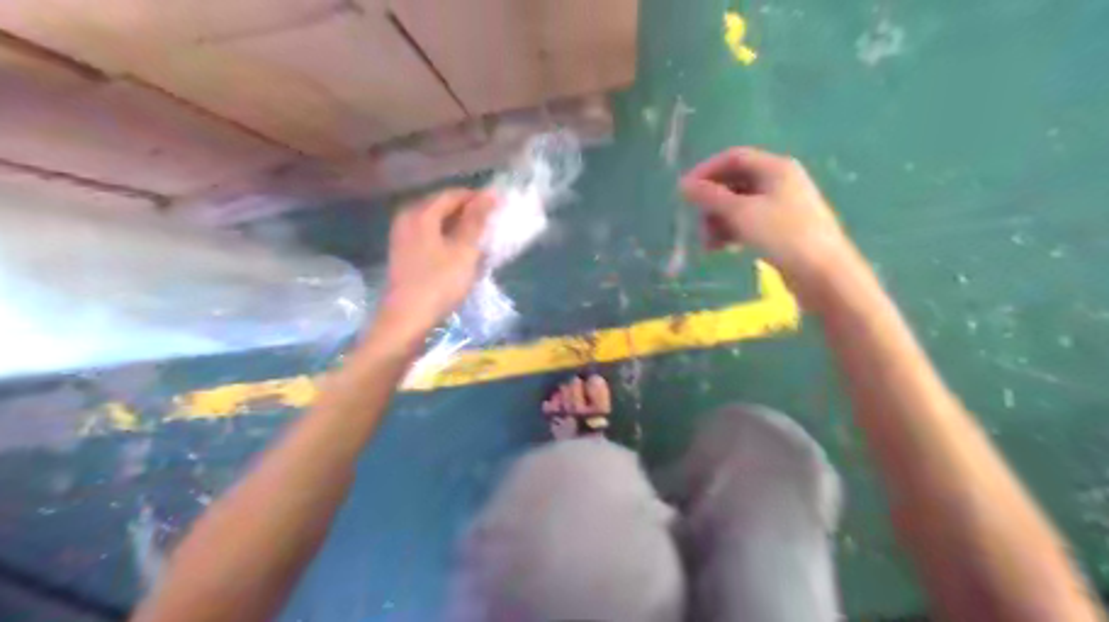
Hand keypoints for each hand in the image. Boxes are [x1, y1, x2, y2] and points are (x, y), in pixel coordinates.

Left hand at [376, 188, 493, 339]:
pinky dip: (447, 239)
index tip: (500, 208)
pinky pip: (429, 237)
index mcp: (421, 213)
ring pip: (436, 223)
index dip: (478, 198)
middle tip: (492, 224)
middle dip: (468, 213)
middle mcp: (407, 218)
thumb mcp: (464, 251)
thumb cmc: (439, 283)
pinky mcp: (404, 254)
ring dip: (459, 228)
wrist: (406, 320)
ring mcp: (402, 237)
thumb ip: (477, 221)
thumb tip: (490, 193)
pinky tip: (461, 253)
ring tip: (481, 239)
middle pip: (442, 206)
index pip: (453, 194)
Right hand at [681, 149, 851, 294]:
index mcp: (775, 168)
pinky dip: (733, 232)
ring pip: (740, 205)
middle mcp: (780, 181)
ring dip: (719, 221)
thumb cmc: (783, 235)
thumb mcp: (741, 213)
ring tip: (708, 244)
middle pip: (735, 182)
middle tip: (697, 224)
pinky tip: (722, 249)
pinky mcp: (782, 229)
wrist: (823, 273)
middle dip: (712, 202)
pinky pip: (750, 223)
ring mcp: (782, 206)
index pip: (733, 157)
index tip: (684, 191)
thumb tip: (684, 185)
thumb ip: (711, 197)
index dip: (706, 171)